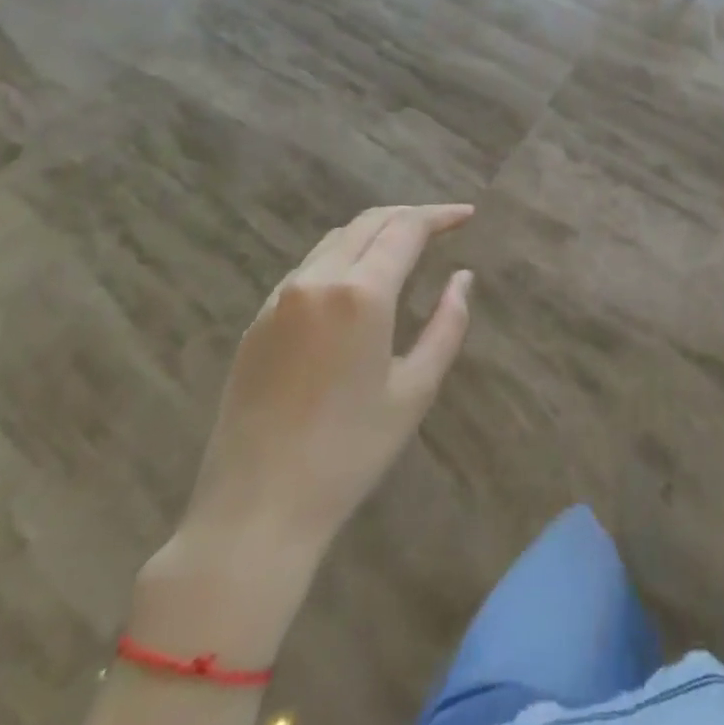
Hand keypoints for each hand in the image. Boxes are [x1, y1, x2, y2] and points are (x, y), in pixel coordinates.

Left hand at [132, 205, 474, 662]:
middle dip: (409, 216)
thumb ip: (447, 324)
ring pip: (334, 240)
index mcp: (360, 294)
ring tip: (406, 247)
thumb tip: (462, 278)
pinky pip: (308, 267)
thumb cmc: (349, 452)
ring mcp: (280, 298)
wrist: (255, 509)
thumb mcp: (415, 389)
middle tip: (443, 226)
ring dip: (375, 232)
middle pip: (368, 223)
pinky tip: (359, 279)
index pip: (406, 230)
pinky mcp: (257, 320)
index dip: (440, 216)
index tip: (468, 215)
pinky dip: (343, 256)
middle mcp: (316, 281)